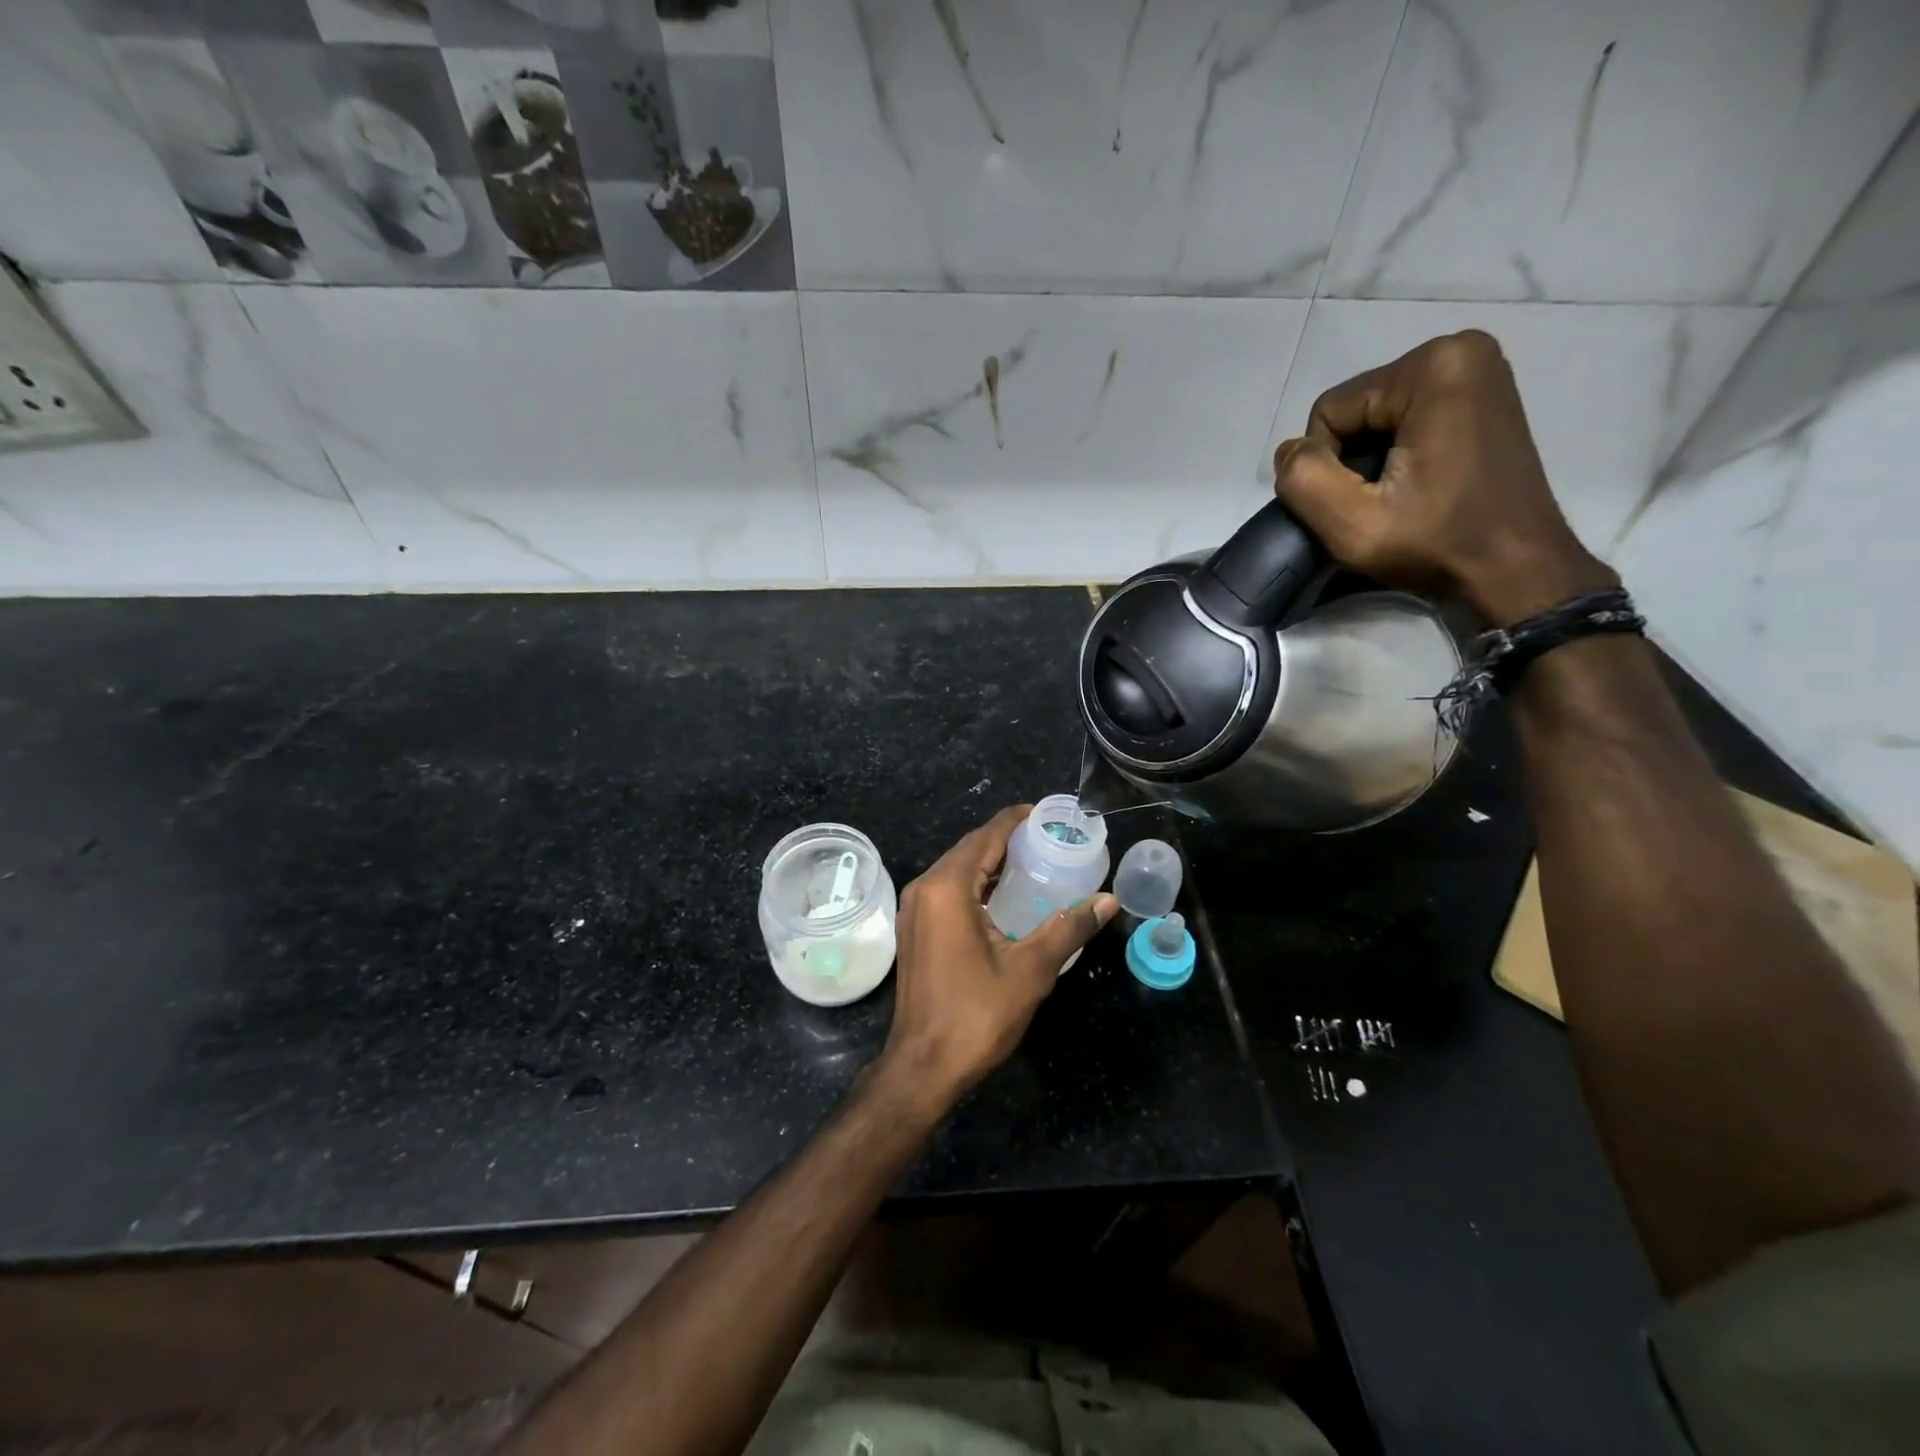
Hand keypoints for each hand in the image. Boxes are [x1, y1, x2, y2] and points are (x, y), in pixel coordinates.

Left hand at [879, 805, 1118, 1106]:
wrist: (923, 1067)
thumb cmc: (977, 1014)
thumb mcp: (1031, 969)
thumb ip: (1069, 928)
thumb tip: (1108, 900)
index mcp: (948, 887)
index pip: (987, 835)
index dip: (1019, 820)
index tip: (1051, 816)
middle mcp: (925, 888)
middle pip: (971, 848)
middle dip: (1009, 840)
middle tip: (1052, 842)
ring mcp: (914, 909)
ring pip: (957, 869)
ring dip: (992, 863)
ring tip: (1036, 864)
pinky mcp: (914, 929)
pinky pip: (948, 890)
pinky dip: (977, 884)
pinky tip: (1006, 898)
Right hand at [1271, 330, 1617, 625]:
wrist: (1515, 570)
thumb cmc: (1437, 545)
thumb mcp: (1352, 525)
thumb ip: (1303, 481)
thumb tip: (1289, 453)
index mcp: (1433, 366)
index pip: (1329, 412)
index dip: (1326, 466)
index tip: (1361, 504)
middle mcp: (1460, 350)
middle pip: (1354, 410)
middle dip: (1350, 461)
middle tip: (1378, 505)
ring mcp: (1477, 371)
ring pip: (1374, 418)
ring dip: (1370, 462)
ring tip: (1397, 499)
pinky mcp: (1481, 397)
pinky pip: (1405, 420)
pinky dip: (1396, 455)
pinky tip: (1415, 487)